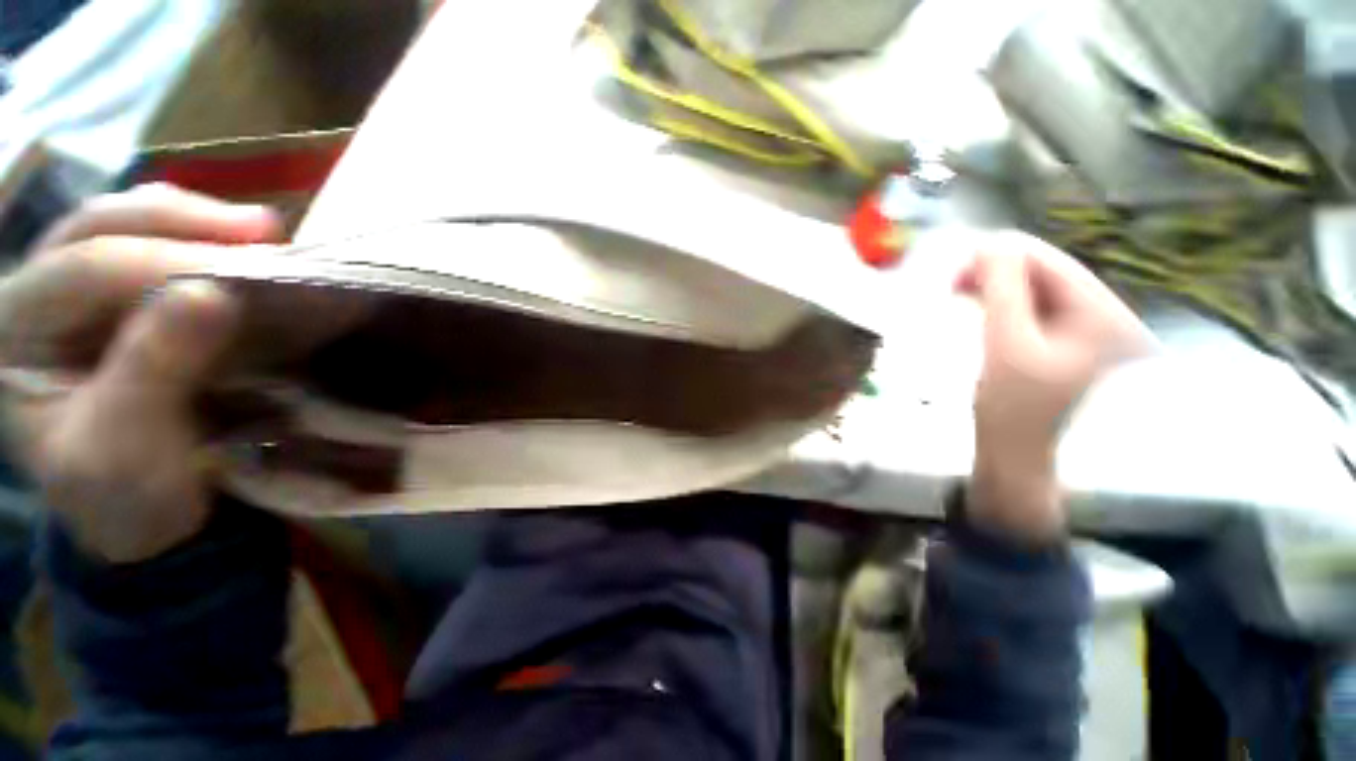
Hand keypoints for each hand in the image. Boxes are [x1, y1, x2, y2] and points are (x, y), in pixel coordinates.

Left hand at [0, 184, 280, 562]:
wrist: (139, 513)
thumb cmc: (125, 495)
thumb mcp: (128, 450)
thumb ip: (153, 370)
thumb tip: (212, 295)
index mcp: (11, 335)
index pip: (83, 269)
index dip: (167, 262)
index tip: (254, 274)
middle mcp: (30, 297)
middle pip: (97, 226)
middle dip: (182, 221)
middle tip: (265, 230)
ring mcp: (69, 294)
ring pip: (123, 224)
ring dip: (195, 222)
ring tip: (262, 231)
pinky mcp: (112, 302)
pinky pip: (150, 247)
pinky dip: (199, 240)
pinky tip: (236, 245)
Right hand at [957, 233, 1154, 540]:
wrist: (1020, 456)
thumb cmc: (1014, 408)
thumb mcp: (1005, 344)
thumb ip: (1001, 289)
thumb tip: (989, 243)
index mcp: (1105, 315)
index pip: (1051, 262)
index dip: (1001, 257)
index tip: (955, 270)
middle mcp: (1108, 315)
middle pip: (1048, 274)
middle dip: (998, 274)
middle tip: (954, 286)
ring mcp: (1091, 331)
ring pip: (1040, 290)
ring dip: (999, 289)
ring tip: (962, 296)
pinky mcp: (1071, 343)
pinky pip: (1037, 309)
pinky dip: (1007, 305)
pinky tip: (984, 309)